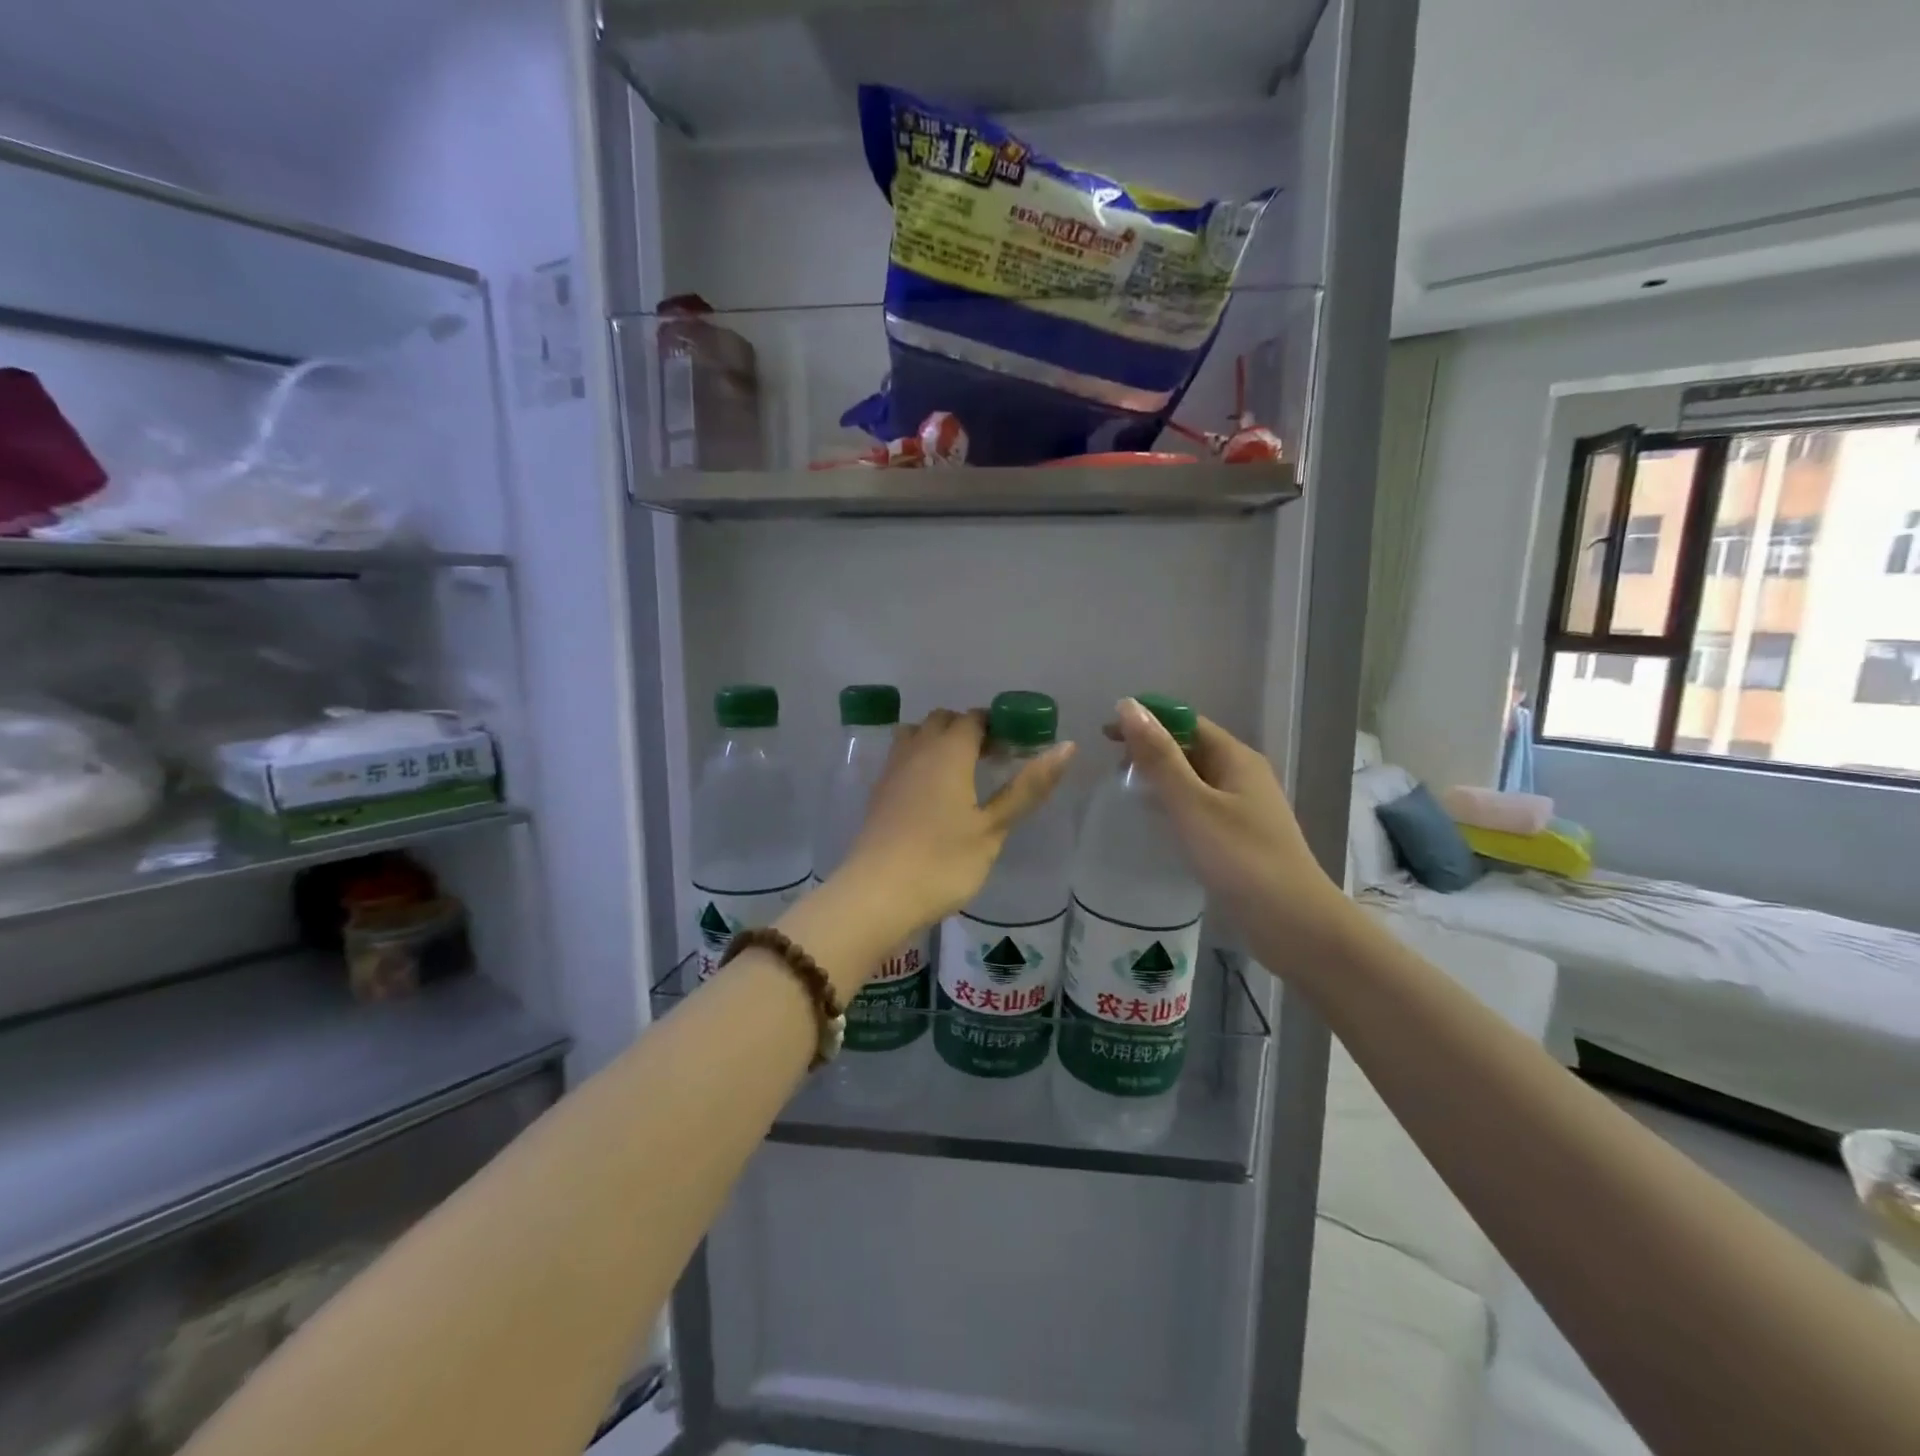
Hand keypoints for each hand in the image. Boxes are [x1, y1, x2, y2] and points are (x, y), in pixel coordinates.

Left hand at [837, 708, 1074, 941]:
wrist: (877, 895)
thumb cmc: (943, 861)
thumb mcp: (993, 827)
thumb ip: (1028, 786)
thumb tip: (1067, 746)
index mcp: (949, 751)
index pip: (974, 718)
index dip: (997, 726)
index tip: (1015, 749)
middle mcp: (917, 750)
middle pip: (943, 721)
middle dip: (968, 731)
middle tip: (992, 761)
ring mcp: (892, 770)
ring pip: (916, 735)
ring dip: (939, 742)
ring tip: (961, 775)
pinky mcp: (878, 793)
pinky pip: (902, 759)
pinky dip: (920, 762)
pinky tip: (932, 796)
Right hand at [1109, 698, 1349, 951]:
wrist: (1293, 923)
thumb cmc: (1240, 858)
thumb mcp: (1192, 804)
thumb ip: (1158, 757)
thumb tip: (1127, 706)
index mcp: (1235, 757)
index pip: (1185, 721)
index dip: (1146, 720)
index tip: (1106, 735)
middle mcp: (1243, 774)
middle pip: (1191, 746)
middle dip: (1151, 748)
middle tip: (1112, 768)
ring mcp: (1244, 806)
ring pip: (1194, 777)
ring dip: (1160, 776)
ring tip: (1126, 790)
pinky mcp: (1240, 835)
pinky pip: (1200, 804)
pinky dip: (1174, 803)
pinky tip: (1157, 820)